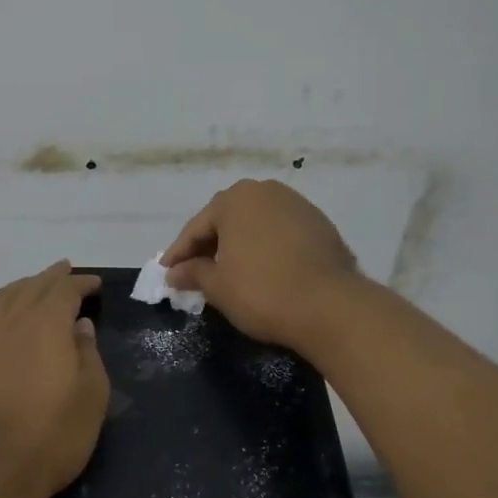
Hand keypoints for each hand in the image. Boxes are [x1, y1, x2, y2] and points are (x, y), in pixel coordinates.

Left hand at [0, 261, 108, 497]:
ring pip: (7, 298)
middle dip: (52, 277)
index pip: (65, 291)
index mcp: (47, 324)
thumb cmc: (51, 434)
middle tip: (67, 271)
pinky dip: (9, 304)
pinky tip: (14, 317)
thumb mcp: (90, 397)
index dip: (81, 284)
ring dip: (26, 286)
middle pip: (33, 287)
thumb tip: (80, 325)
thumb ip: (88, 355)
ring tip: (39, 286)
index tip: (95, 284)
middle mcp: (14, 322)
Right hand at [161, 179, 360, 350]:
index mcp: (236, 199)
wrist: (330, 306)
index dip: (179, 253)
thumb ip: (193, 273)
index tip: (167, 274)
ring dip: (238, 245)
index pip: (197, 227)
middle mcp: (266, 191)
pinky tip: (261, 270)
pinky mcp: (320, 224)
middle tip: (194, 272)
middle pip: (227, 219)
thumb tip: (175, 273)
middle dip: (209, 245)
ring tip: (228, 272)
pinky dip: (264, 248)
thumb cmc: (262, 292)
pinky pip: (279, 233)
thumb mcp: (218, 286)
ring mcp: (297, 205)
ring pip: (255, 224)